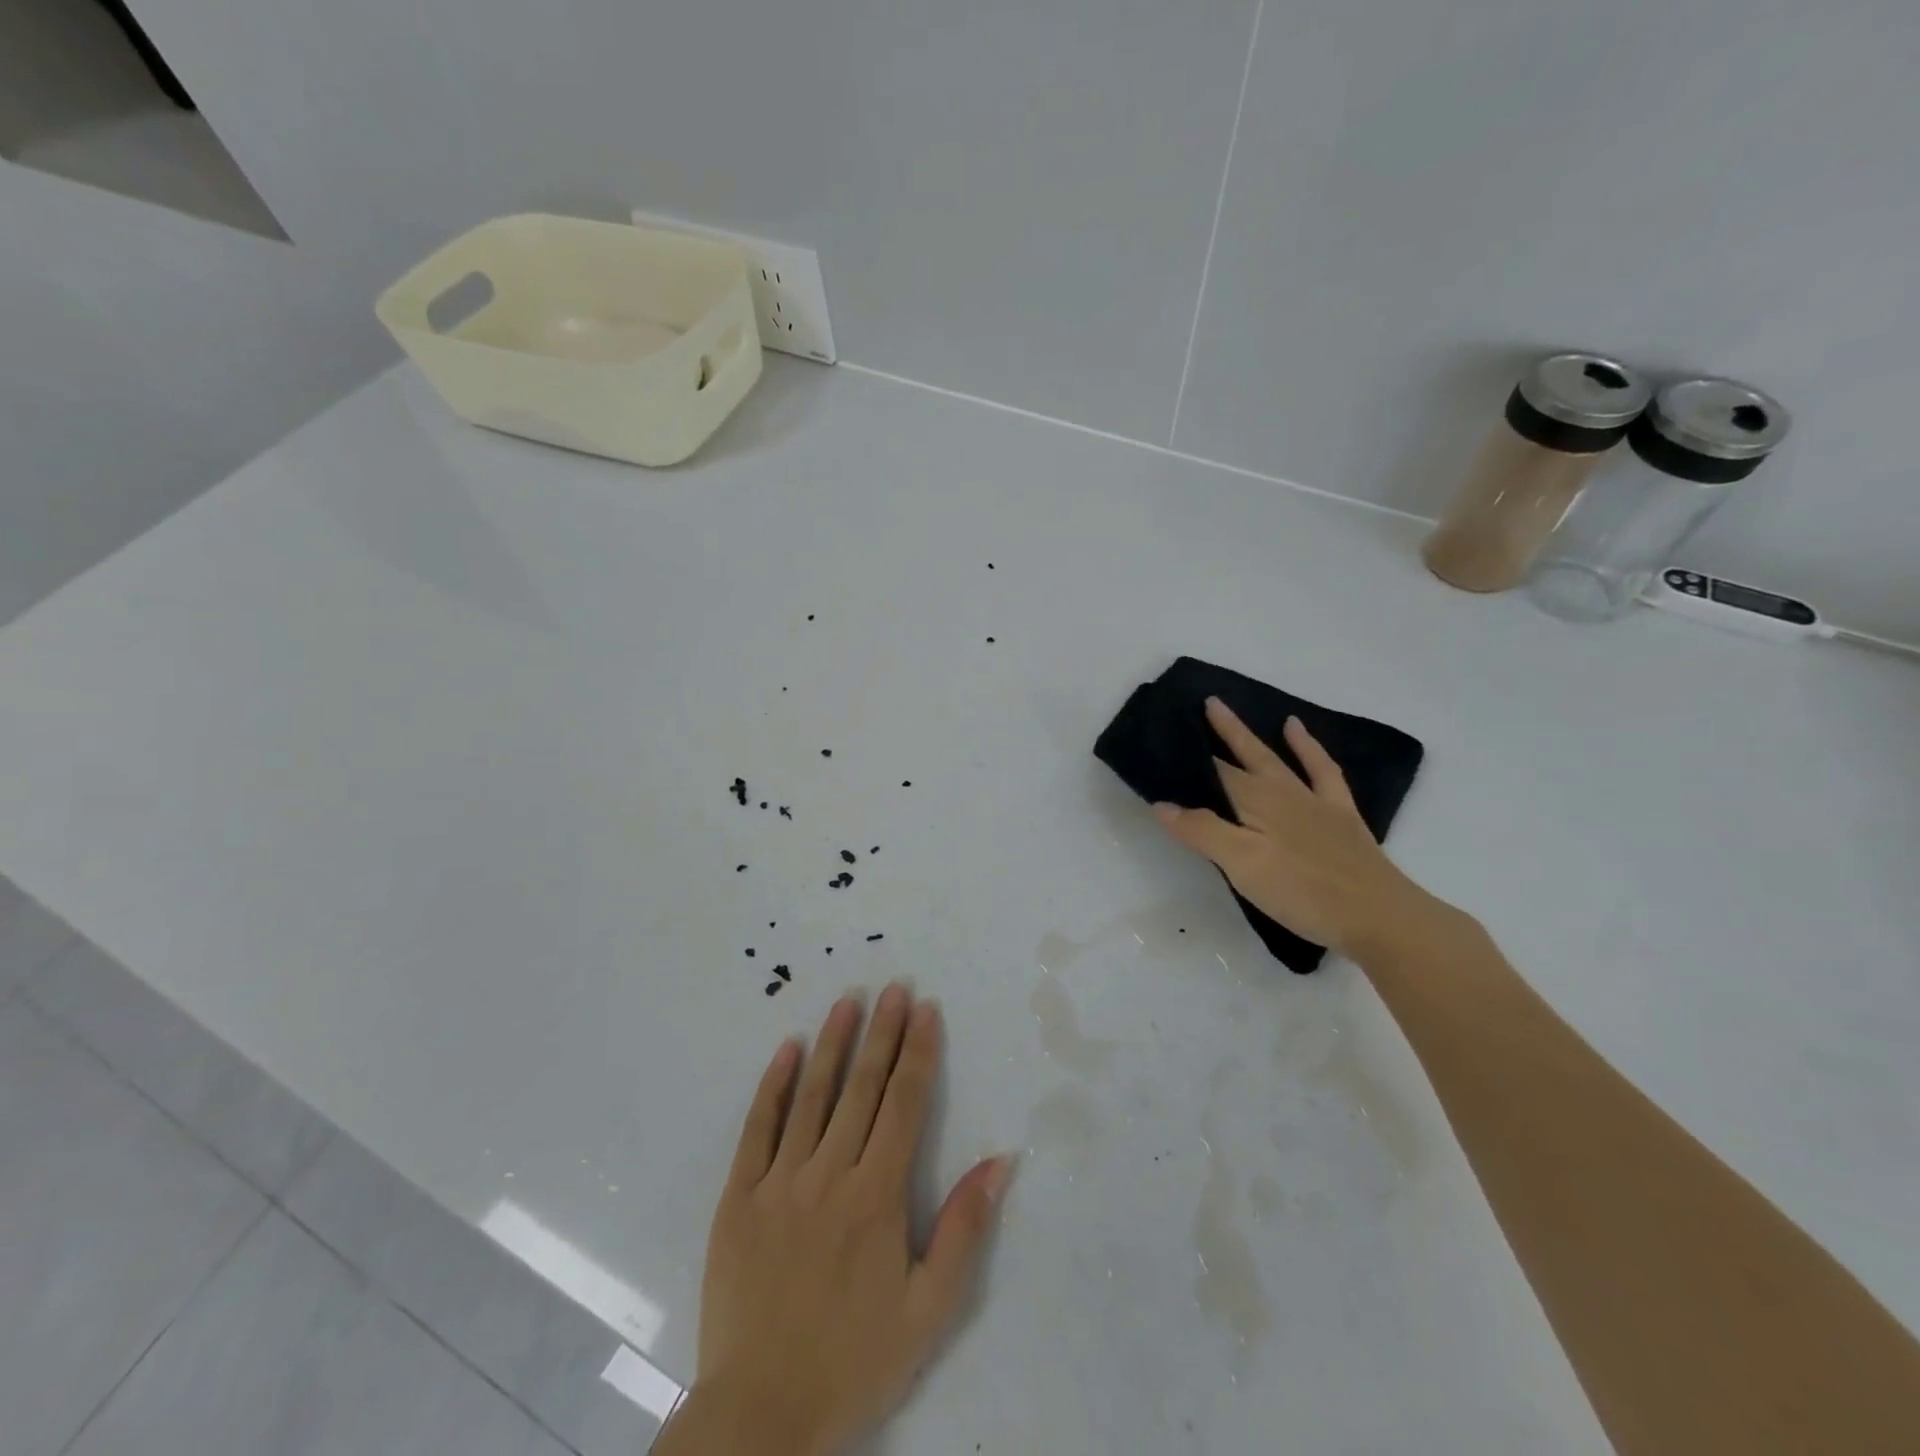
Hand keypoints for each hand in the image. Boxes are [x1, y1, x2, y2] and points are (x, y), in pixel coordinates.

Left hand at [672, 986, 1012, 1455]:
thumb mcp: (928, 1309)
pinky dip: (774, 1084)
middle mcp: (829, 1173)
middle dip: (883, 1032)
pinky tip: (787, 1048)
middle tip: (895, 987)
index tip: (926, 1010)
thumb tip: (1001, 1161)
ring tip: (849, 1000)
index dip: (918, 1053)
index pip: (904, 1104)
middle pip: (862, 1087)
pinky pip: (757, 1128)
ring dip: (833, 1042)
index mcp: (877, 1195)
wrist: (761, 1414)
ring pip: (812, 1095)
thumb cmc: (854, 1359)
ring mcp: (779, 1181)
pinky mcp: (738, 1196)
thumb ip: (964, 1229)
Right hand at [1152, 697, 1432, 959]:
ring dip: (1255, 736)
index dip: (1191, 757)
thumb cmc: (1302, 892)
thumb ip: (1202, 832)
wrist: (1378, 916)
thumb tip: (1162, 803)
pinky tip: (1301, 734)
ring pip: (1277, 758)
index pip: (1215, 772)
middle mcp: (1283, 791)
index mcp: (1255, 801)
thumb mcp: (1242, 865)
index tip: (1169, 737)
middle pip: (1245, 756)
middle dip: (1223, 731)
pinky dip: (1309, 748)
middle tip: (1206, 702)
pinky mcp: (1340, 815)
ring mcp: (1314, 801)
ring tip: (1239, 713)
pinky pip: (1323, 770)